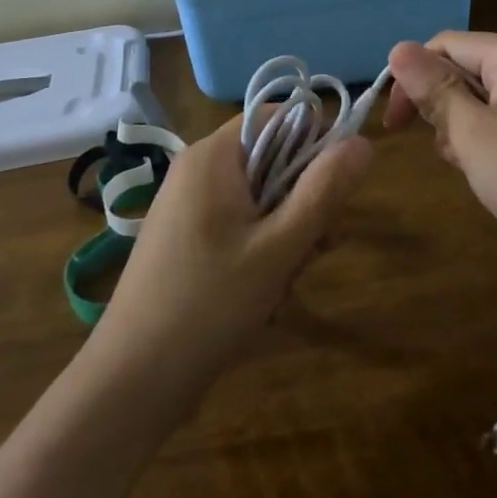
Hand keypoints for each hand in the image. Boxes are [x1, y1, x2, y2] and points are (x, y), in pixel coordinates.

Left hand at [90, 117, 372, 402]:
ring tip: (282, 286)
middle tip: (316, 250)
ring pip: (261, 202)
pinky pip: (240, 229)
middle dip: (303, 206)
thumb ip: (324, 190)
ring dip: (286, 239)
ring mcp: (189, 207)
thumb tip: (363, 142)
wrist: (133, 381)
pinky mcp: (187, 241)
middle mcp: (199, 171)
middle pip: (274, 162)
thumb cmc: (210, 304)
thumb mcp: (280, 246)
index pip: (279, 117)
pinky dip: (260, 257)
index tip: (334, 191)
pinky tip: (262, 298)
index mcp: (214, 156)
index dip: (315, 144)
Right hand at [384, 31, 496, 271]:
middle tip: (448, 155)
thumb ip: (434, 89)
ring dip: (470, 127)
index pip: (445, 45)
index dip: (411, 80)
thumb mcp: (471, 135)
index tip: (395, 127)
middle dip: (446, 108)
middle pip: (470, 68)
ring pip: (493, 95)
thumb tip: (398, 48)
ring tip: (476, 169)